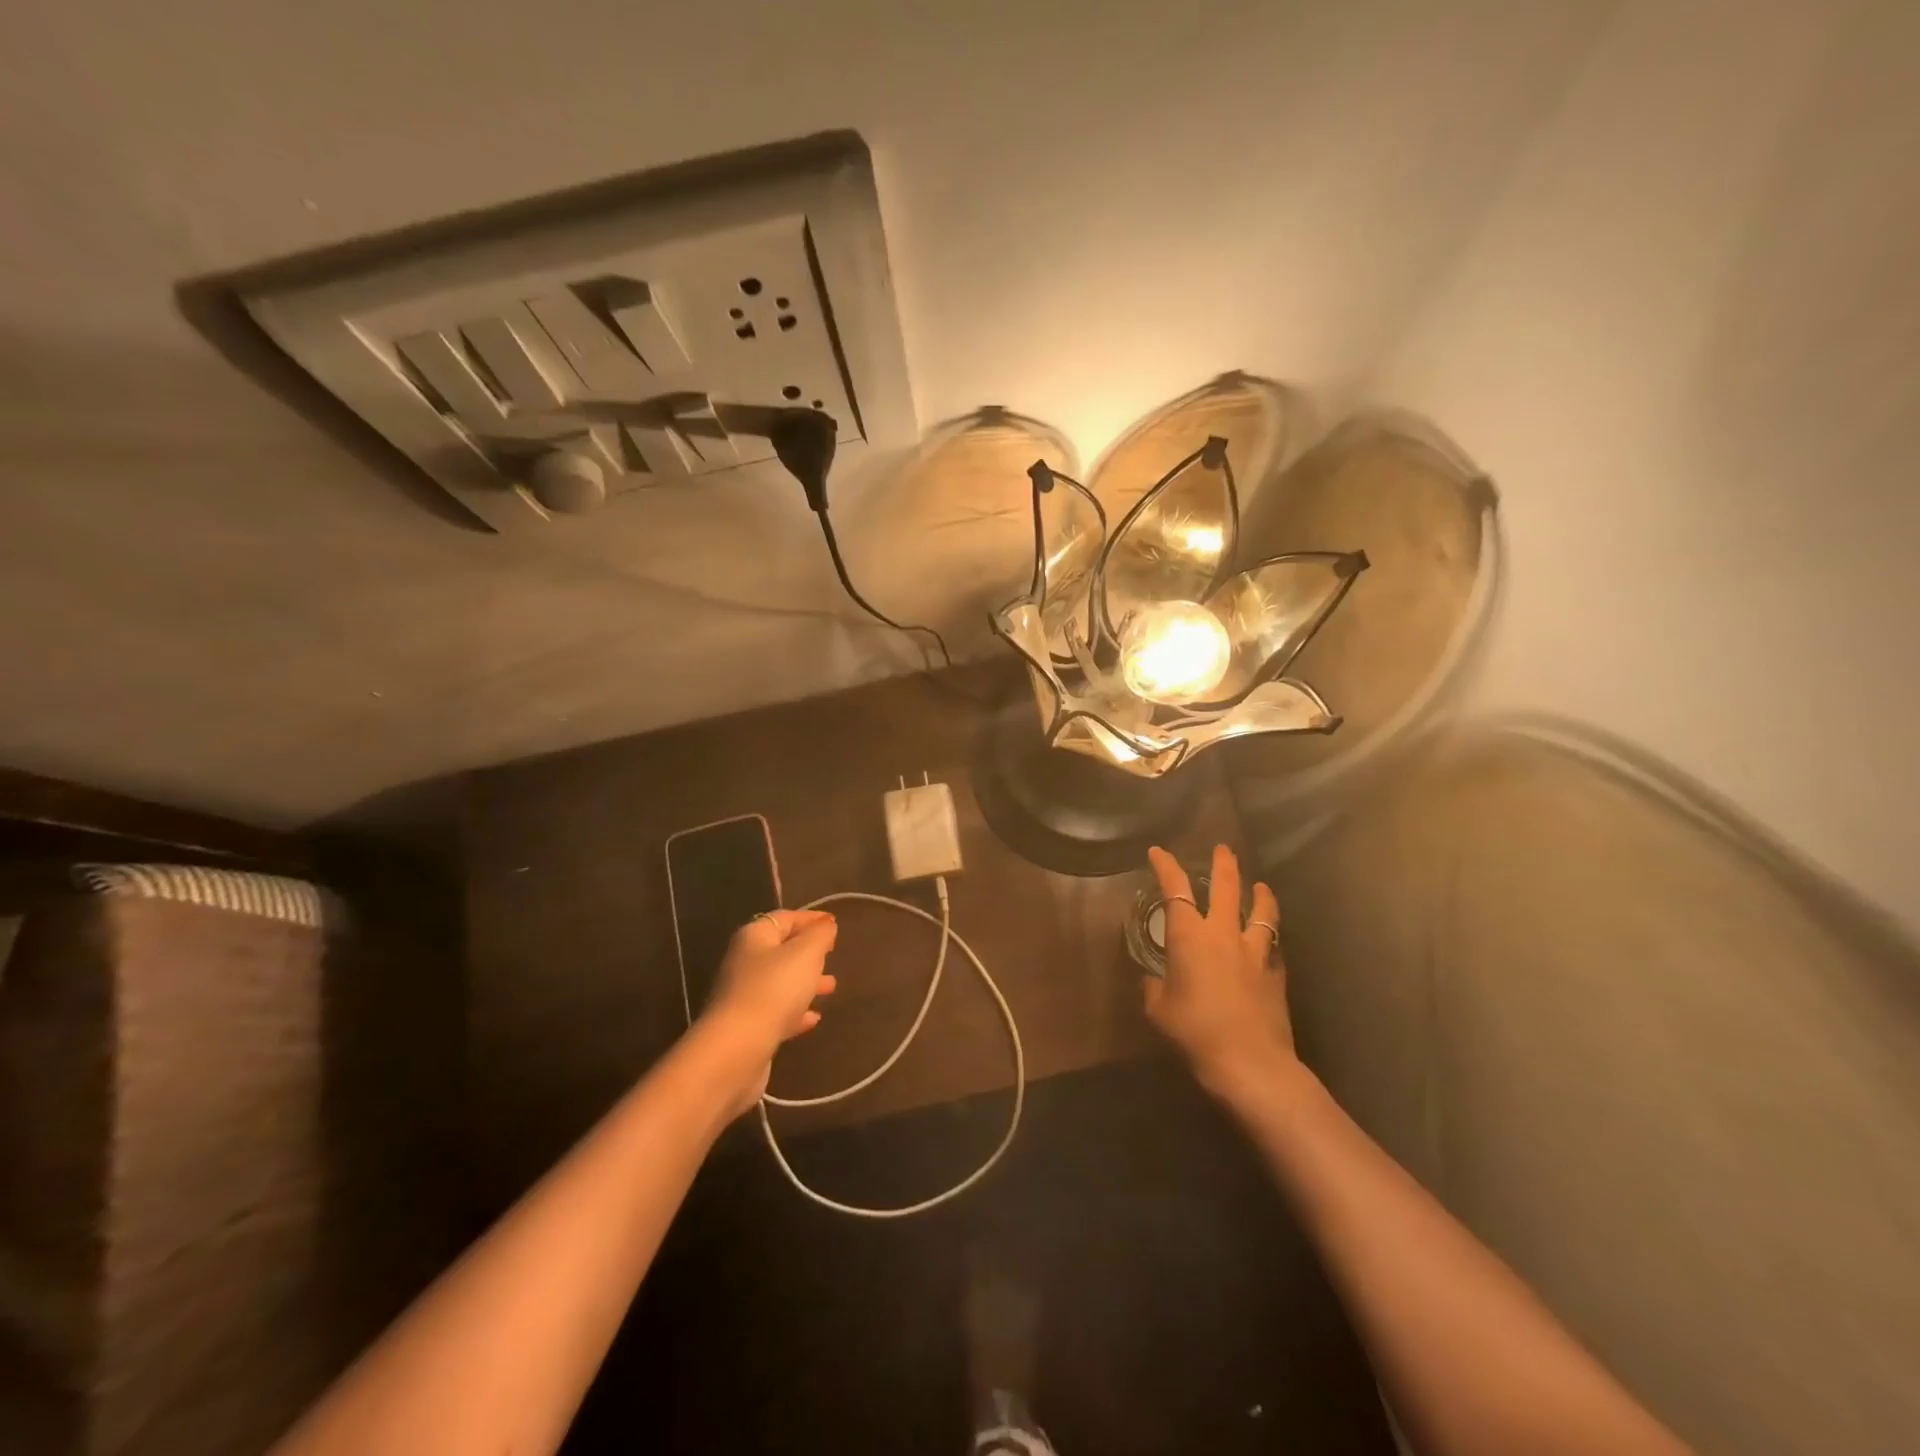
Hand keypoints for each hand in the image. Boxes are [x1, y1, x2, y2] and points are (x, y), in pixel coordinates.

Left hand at [701, 909, 838, 1106]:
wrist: (737, 1049)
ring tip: (831, 987)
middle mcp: (745, 962)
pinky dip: (796, 1011)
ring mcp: (744, 996)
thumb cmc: (774, 989)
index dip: (810, 918)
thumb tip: (826, 924)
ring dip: (805, 982)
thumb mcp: (806, 953)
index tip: (834, 924)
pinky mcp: (748, 1027)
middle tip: (833, 955)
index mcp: (754, 937)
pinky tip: (814, 1019)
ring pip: (781, 982)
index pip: (785, 918)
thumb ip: (819, 935)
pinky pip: (777, 1012)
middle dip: (809, 952)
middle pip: (781, 950)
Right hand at [1144, 845, 1297, 1102]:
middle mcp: (1223, 933)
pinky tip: (1271, 944)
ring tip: (1261, 886)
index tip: (1158, 852)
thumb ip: (1154, 988)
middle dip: (1223, 864)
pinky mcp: (1276, 974)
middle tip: (1223, 849)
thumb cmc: (1194, 1032)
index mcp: (1189, 936)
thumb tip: (1153, 979)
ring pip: (1262, 912)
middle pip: (1226, 887)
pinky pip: (1275, 948)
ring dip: (1260, 895)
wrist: (1249, 1063)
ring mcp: (1255, 952)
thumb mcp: (1159, 1010)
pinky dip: (1271, 940)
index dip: (1165, 866)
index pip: (1174, 888)